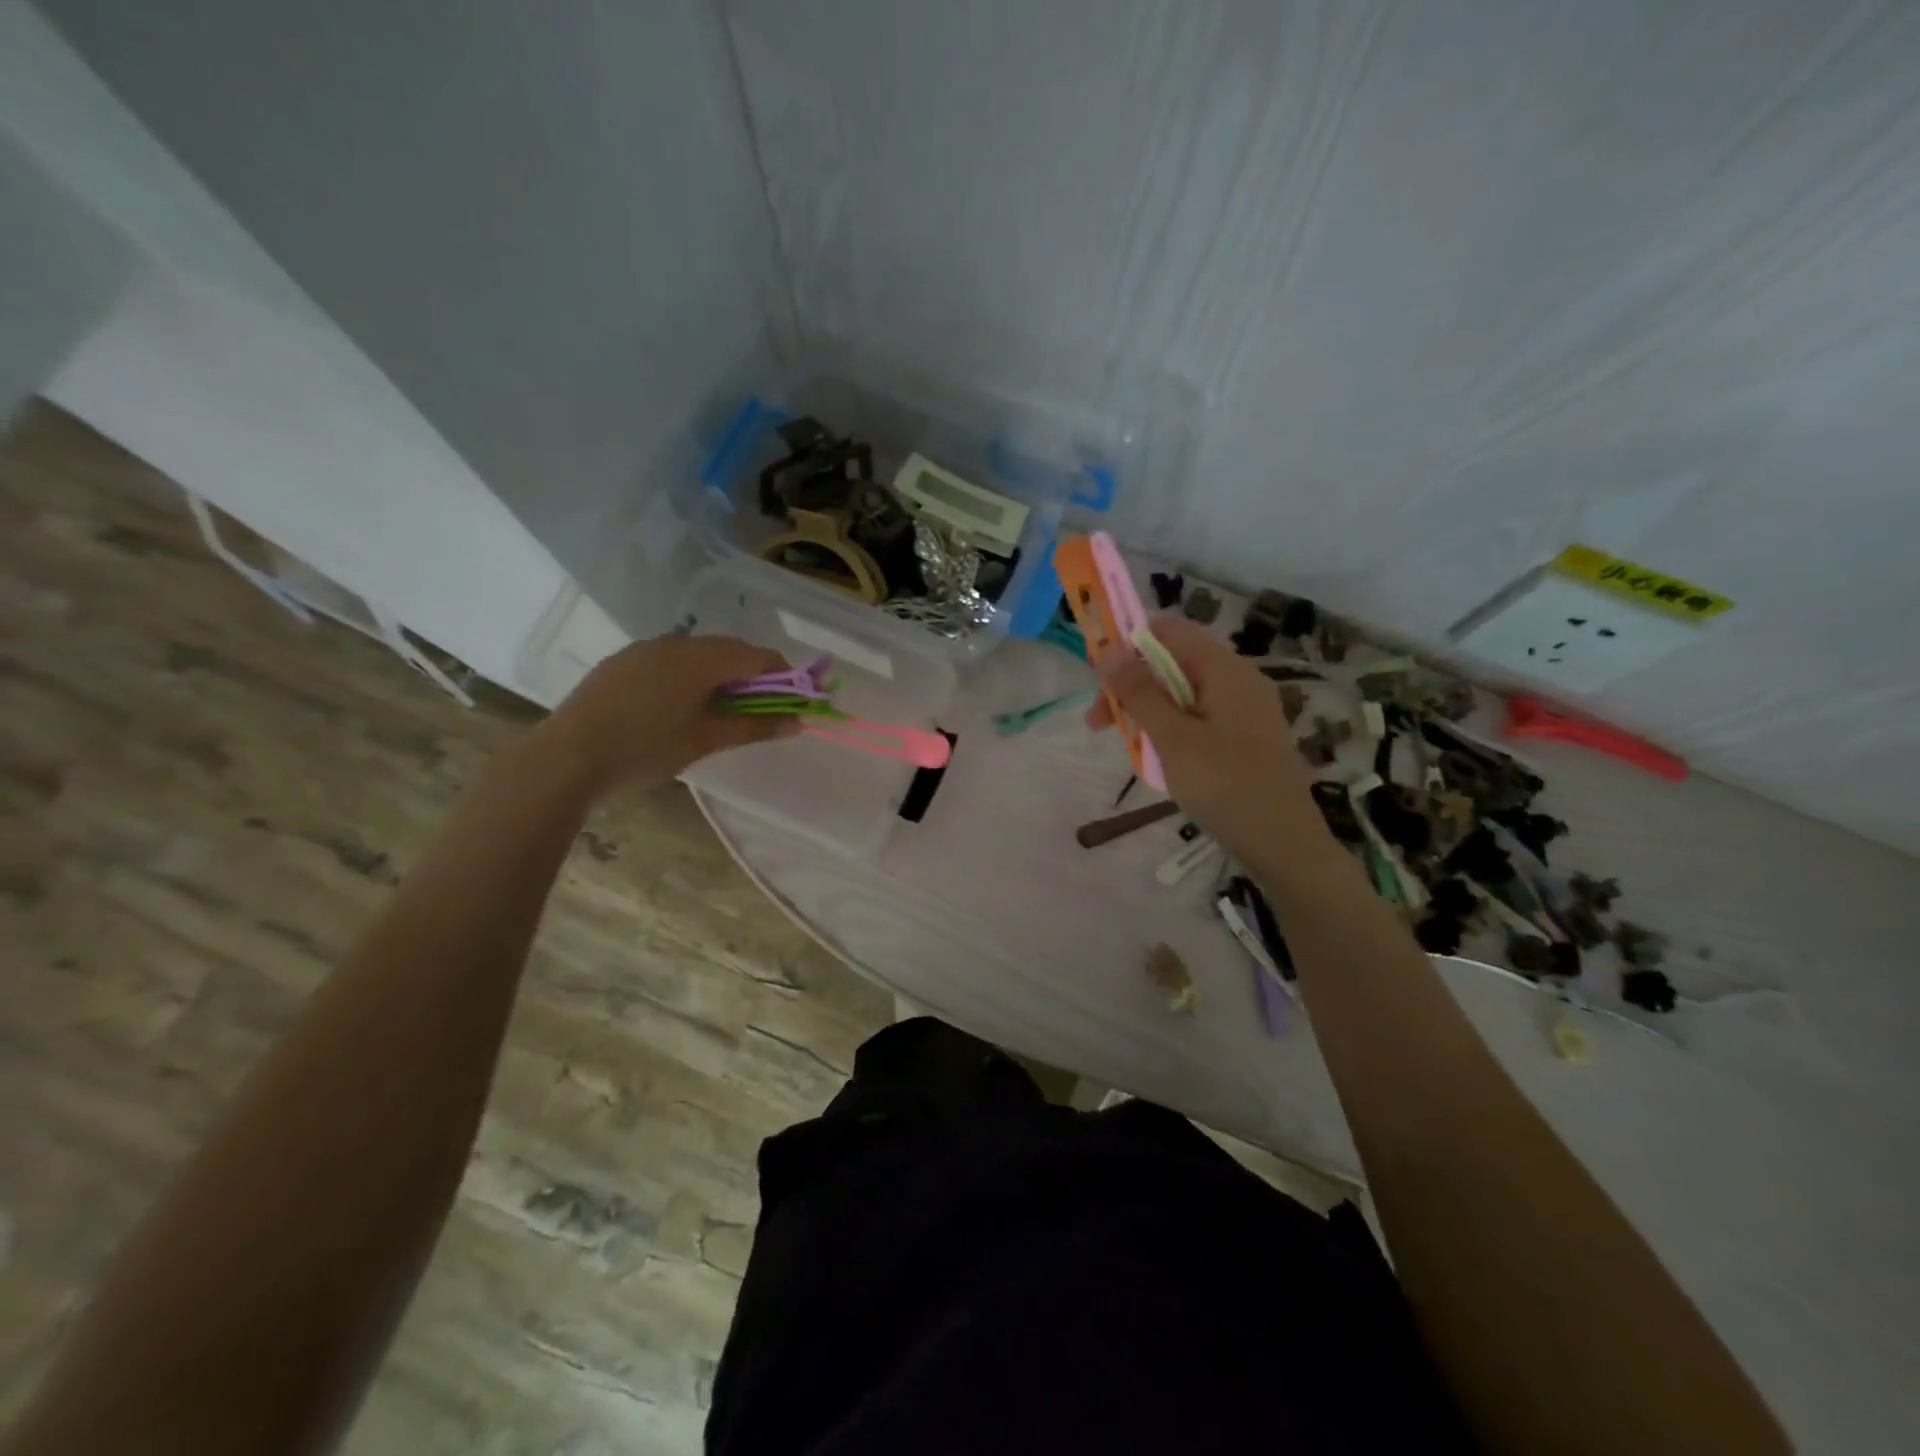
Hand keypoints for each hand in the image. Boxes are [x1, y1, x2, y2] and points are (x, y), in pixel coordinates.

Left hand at [538, 634, 799, 798]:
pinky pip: (670, 659)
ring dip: (720, 674)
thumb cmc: (645, 750)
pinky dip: (690, 675)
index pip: (758, 656)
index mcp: (701, 658)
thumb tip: (797, 722)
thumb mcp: (706, 741)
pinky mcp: (623, 662)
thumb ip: (755, 727)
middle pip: (729, 650)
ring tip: (721, 710)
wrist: (566, 758)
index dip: (783, 675)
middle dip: (752, 675)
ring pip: (698, 653)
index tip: (795, 700)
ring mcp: (644, 649)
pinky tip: (680, 705)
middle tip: (761, 710)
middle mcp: (675, 643)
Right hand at [1088, 615, 1320, 858]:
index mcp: (1225, 669)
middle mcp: (1238, 680)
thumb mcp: (1173, 738)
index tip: (1099, 678)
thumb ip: (1139, 693)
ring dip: (1148, 712)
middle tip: (1098, 724)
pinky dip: (1170, 730)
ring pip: (1182, 693)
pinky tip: (1158, 760)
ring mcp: (1244, 709)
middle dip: (1132, 686)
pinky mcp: (1244, 737)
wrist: (1282, 844)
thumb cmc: (1225, 785)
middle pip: (1173, 662)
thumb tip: (1109, 650)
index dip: (1129, 644)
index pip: (1170, 630)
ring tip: (1128, 747)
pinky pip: (1198, 718)